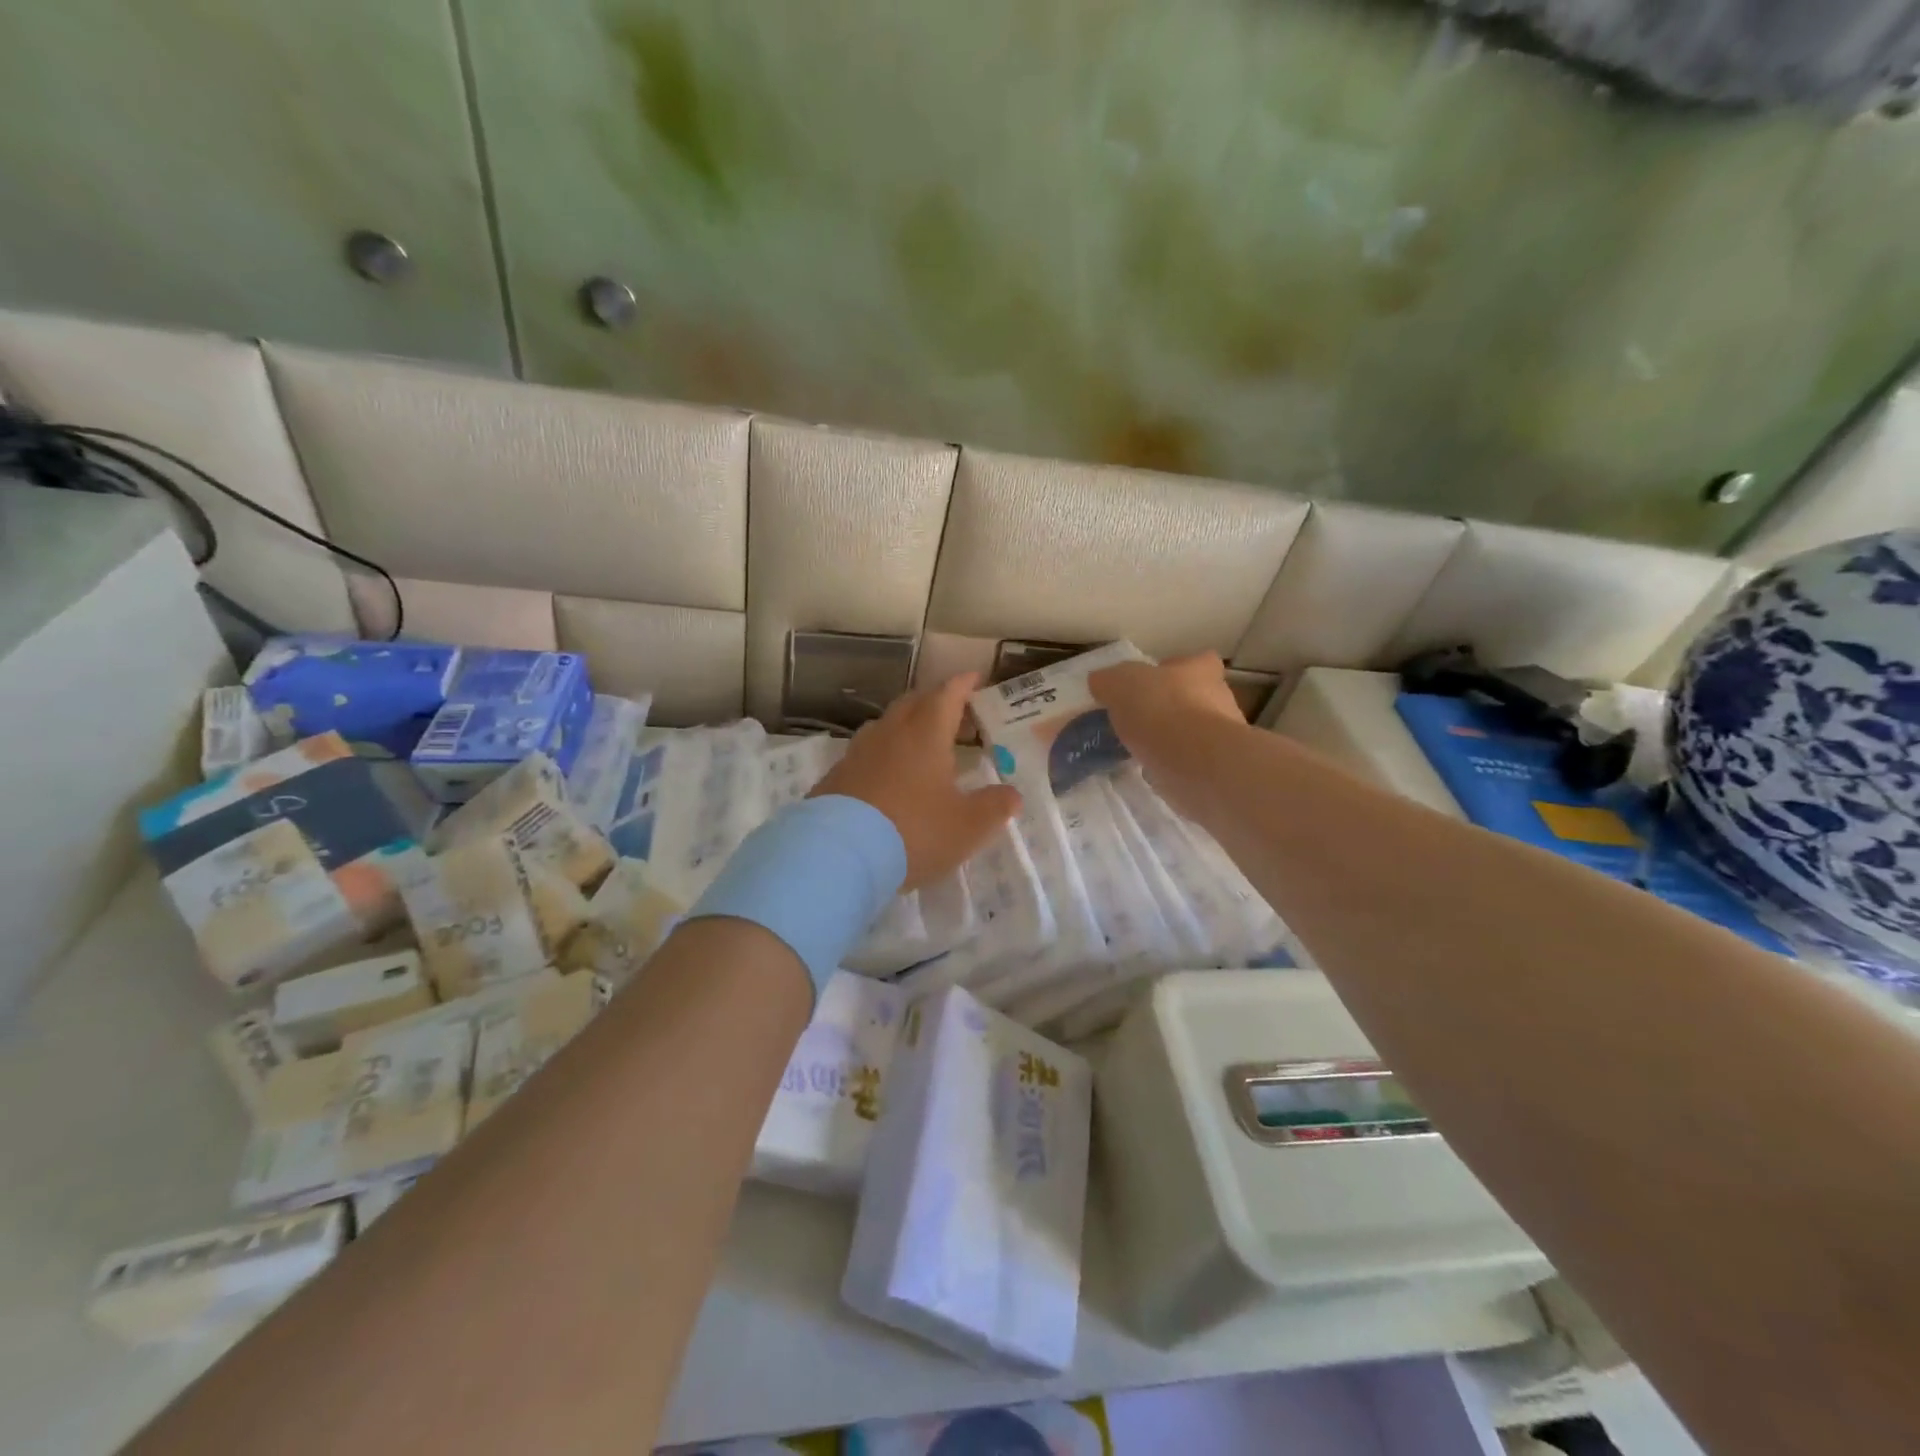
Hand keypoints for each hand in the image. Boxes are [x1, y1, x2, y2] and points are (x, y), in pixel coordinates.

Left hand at [811, 673, 1022, 891]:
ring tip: (920, 742)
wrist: (839, 855)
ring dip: (905, 726)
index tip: (974, 677)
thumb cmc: (914, 831)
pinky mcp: (835, 777)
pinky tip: (887, 777)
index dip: (962, 685)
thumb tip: (1012, 795)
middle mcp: (890, 734)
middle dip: (934, 701)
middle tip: (952, 711)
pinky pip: (865, 754)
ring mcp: (858, 754)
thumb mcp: (967, 827)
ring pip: (885, 726)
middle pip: (913, 704)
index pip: (947, 696)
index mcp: (926, 734)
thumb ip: (994, 807)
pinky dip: (882, 756)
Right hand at [1089, 652, 1245, 819]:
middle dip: (1169, 707)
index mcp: (1200, 670)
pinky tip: (1151, 770)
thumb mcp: (1120, 685)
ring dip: (1171, 738)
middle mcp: (1218, 698)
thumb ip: (1108, 681)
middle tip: (1138, 719)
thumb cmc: (1162, 711)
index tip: (1150, 684)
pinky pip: (1190, 760)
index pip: (1193, 661)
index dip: (1171, 670)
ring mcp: (1221, 735)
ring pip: (1192, 730)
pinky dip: (1172, 764)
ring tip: (1140, 748)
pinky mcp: (1216, 767)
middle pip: (1193, 697)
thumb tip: (1101, 682)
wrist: (1197, 764)